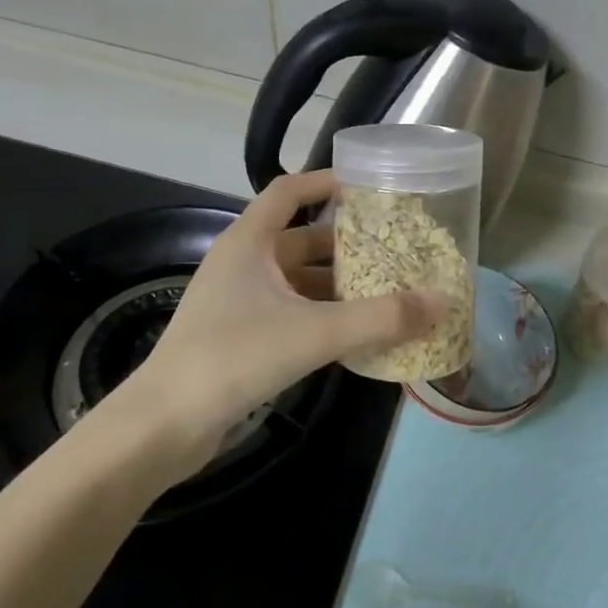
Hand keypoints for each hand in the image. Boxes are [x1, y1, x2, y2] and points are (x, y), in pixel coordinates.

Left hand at [95, 171, 444, 482]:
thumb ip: (380, 318)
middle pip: (302, 237)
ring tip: (388, 289)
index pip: (289, 191)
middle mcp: (243, 263)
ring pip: (299, 279)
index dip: (327, 182)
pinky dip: (324, 314)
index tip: (370, 186)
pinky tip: (357, 331)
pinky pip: (293, 311)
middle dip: (348, 242)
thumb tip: (443, 301)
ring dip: (339, 283)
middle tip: (396, 247)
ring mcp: (239, 301)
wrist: (165, 425)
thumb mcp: (315, 332)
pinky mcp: (241, 335)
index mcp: (249, 242)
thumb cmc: (234, 357)